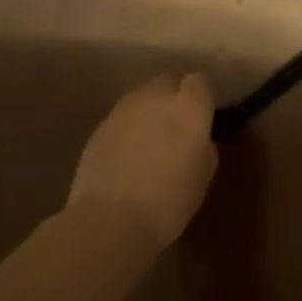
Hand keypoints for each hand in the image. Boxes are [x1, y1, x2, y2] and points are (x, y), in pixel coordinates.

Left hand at [67, 74, 217, 247]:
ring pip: (139, 99)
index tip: (203, 115)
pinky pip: (120, 120)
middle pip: (165, 82)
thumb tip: (198, 140)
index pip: (198, 81)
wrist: (111, 219)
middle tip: (176, 125)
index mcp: (189, 107)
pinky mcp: (97, 130)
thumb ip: (204, 146)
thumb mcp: (204, 172)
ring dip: (147, 111)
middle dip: (172, 97)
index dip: (201, 96)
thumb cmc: (172, 197)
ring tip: (150, 139)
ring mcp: (122, 112)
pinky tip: (127, 156)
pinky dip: (127, 130)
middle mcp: (155, 99)